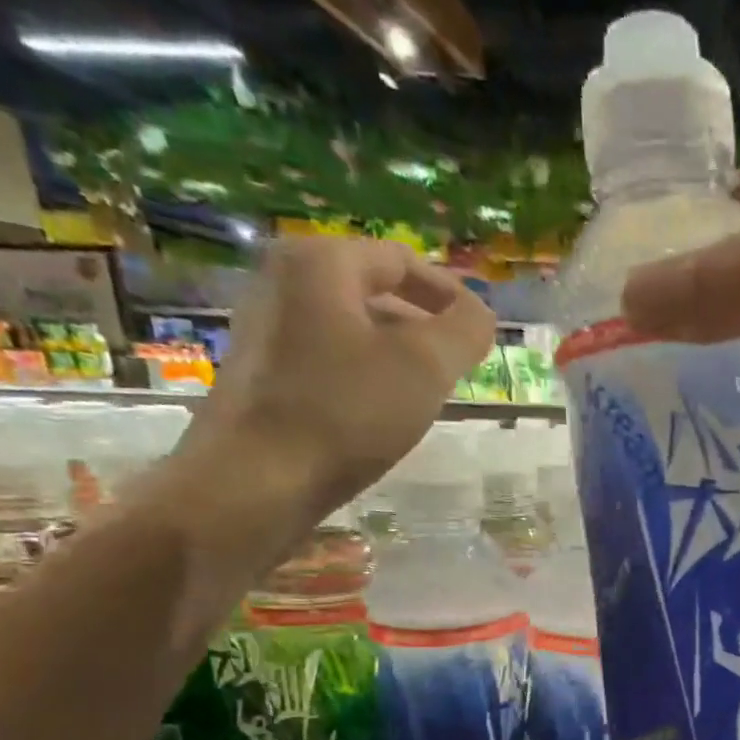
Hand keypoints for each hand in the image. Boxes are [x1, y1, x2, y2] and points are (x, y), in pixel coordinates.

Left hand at [196, 236, 495, 522]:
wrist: (258, 479)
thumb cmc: (347, 412)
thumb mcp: (426, 366)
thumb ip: (465, 330)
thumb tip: (480, 314)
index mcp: (320, 264)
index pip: (401, 260)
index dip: (450, 293)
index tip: (481, 332)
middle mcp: (282, 280)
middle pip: (374, 290)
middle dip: (424, 324)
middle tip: (459, 364)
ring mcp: (265, 325)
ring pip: (352, 326)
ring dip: (397, 351)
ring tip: (427, 391)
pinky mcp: (261, 370)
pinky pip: (328, 355)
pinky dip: (365, 371)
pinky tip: (382, 411)